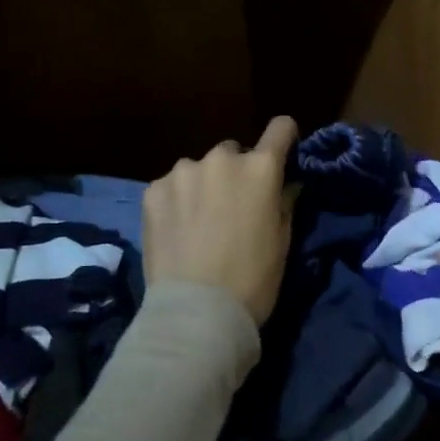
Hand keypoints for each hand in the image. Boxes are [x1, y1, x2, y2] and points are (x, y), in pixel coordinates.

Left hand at [143, 117, 298, 328]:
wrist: (196, 312)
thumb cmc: (252, 280)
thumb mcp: (282, 242)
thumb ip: (284, 203)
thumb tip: (286, 184)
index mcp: (260, 169)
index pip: (281, 128)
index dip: (284, 139)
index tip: (282, 155)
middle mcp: (221, 159)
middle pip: (234, 152)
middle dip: (236, 172)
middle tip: (232, 207)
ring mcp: (182, 172)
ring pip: (198, 169)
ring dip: (202, 185)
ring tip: (198, 222)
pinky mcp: (153, 190)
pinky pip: (171, 186)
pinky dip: (176, 201)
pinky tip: (176, 231)